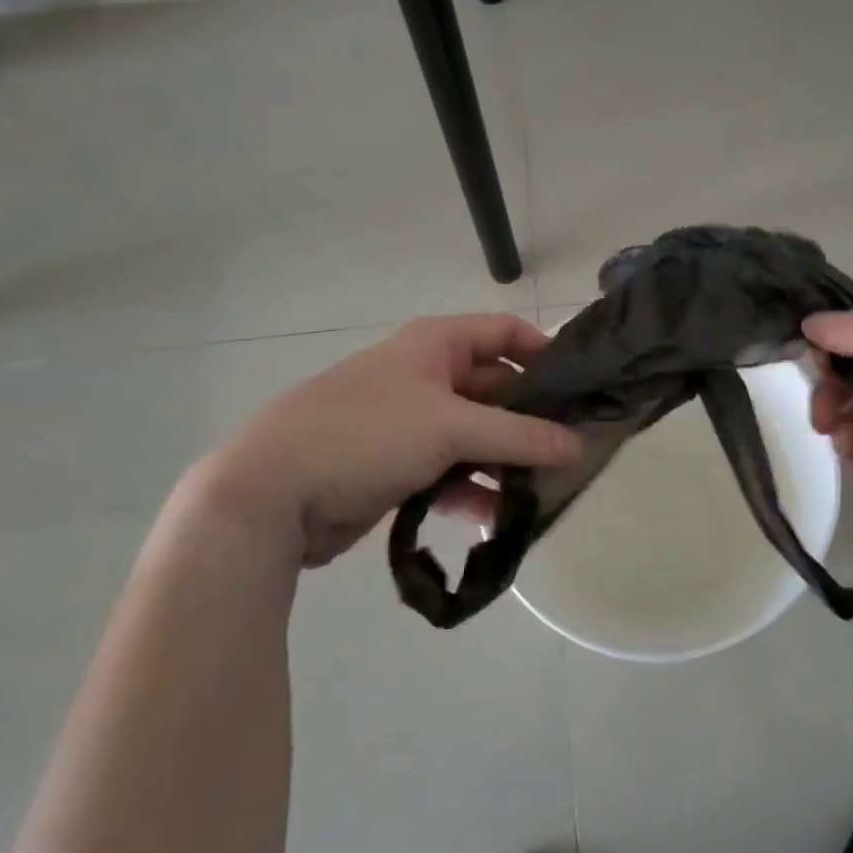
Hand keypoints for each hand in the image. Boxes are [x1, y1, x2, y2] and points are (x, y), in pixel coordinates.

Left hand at [184, 314, 582, 568]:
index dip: (545, 353)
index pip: (505, 333)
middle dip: (532, 420)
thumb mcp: (451, 428)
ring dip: (506, 462)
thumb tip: (580, 445)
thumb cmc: (367, 435)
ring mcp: (410, 423)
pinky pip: (450, 471)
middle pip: (496, 389)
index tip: (583, 388)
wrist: (270, 495)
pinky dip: (474, 490)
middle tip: (574, 453)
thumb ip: (521, 436)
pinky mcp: (397, 466)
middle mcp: (426, 376)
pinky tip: (499, 519)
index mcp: (436, 345)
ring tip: (545, 493)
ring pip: (476, 436)